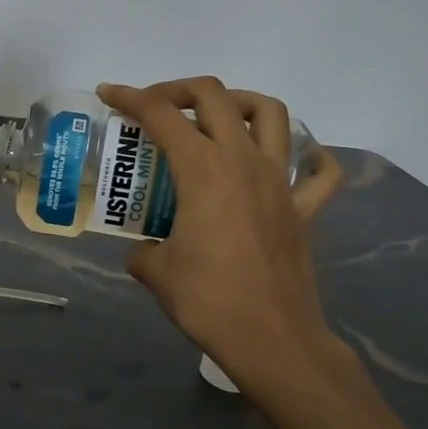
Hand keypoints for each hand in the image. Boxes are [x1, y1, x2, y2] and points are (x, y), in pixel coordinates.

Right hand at [96, 79, 345, 395]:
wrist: (271, 339)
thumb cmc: (207, 299)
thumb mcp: (156, 272)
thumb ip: (144, 251)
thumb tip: (145, 251)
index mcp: (203, 169)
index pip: (161, 115)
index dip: (130, 97)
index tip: (109, 94)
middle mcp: (244, 162)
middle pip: (215, 97)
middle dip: (178, 90)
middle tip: (155, 107)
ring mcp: (281, 182)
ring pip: (270, 114)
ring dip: (239, 103)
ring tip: (216, 118)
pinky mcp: (304, 210)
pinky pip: (318, 173)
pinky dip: (309, 157)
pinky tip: (293, 160)